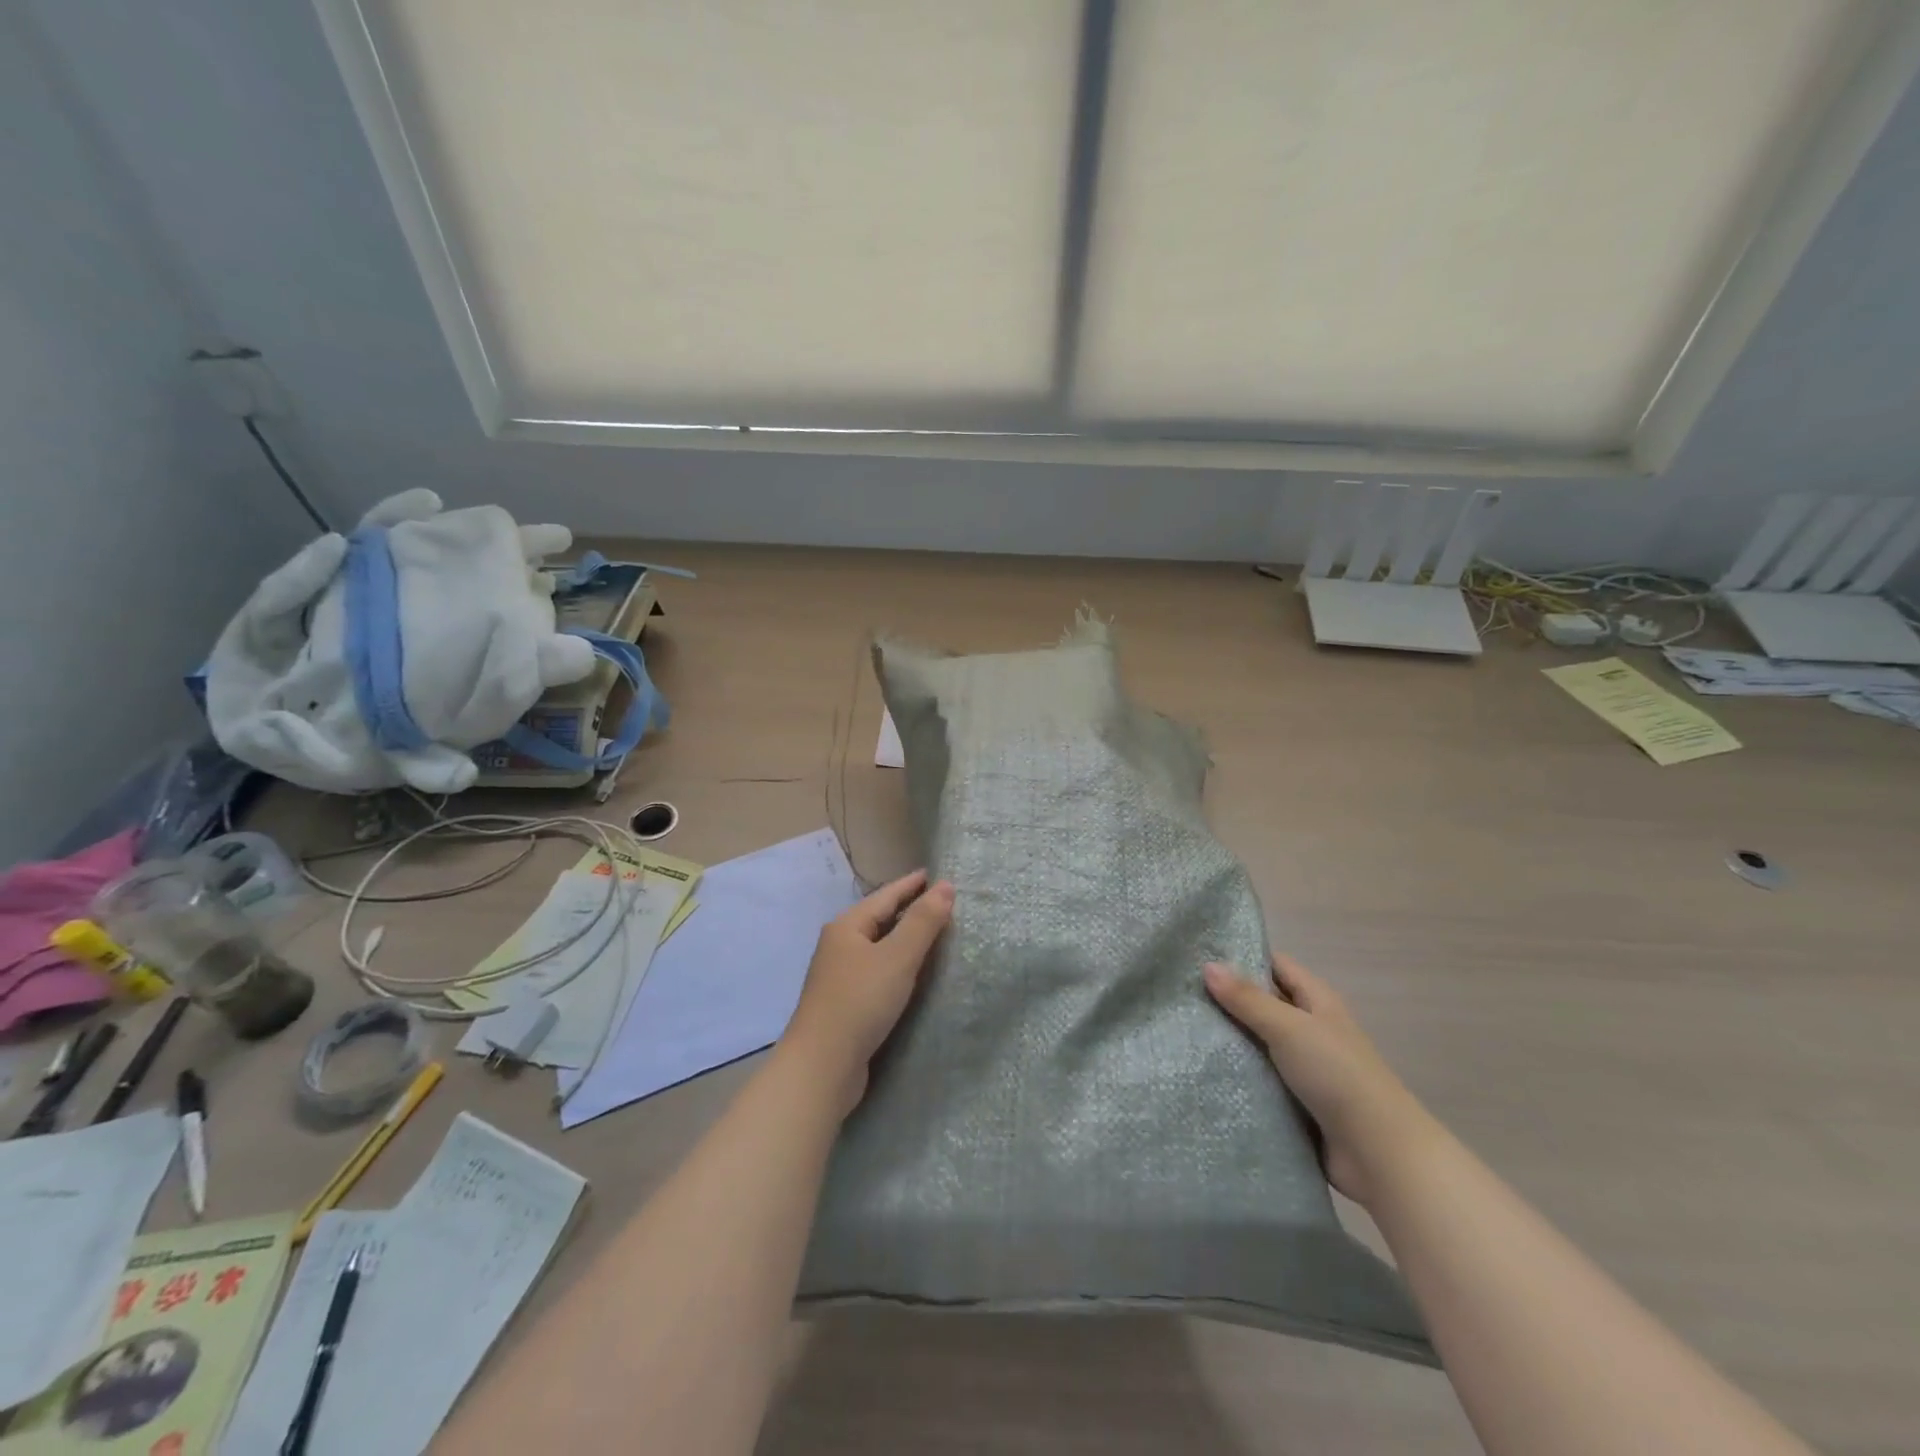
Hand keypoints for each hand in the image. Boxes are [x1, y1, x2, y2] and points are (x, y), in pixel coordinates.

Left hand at [779, 869, 954, 1115]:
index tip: (935, 875)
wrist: (822, 1067)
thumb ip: (923, 922)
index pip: (885, 896)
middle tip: (941, 904)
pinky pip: (878, 972)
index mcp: (847, 927)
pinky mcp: (846, 1004)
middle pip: (879, 919)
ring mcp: (840, 977)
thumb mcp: (897, 957)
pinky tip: (913, 975)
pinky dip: (898, 966)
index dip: (911, 885)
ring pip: (879, 948)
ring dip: (904, 940)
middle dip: (909, 910)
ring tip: (933, 936)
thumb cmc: (860, 1002)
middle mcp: (839, 946)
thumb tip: (945, 886)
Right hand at [1204, 954, 1435, 1205]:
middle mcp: (1310, 1028)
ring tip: (1179, 1030)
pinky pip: (1258, 1079)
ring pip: (1257, 1043)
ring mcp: (1303, 1067)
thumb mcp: (1289, 1028)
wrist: (1378, 1154)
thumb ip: (1248, 998)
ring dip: (1228, 1040)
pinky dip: (1236, 1075)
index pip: (1275, 965)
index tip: (1197, 954)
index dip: (1241, 957)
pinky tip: (1200, 1070)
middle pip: (1262, 1004)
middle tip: (1179, 994)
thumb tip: (1207, 965)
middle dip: (1226, 1000)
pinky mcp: (1294, 1102)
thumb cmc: (1337, 1075)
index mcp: (1317, 1001)